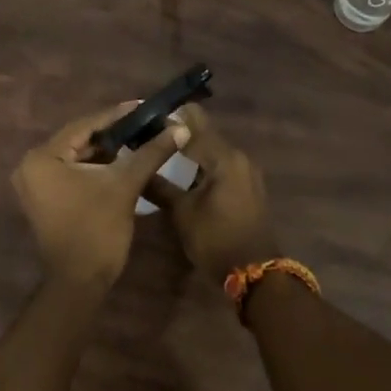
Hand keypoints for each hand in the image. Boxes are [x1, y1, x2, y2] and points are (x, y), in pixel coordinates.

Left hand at [12, 103, 190, 287]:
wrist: (80, 281)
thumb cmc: (98, 230)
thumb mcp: (125, 185)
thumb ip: (150, 153)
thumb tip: (179, 128)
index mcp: (42, 158)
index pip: (85, 126)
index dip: (118, 115)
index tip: (145, 106)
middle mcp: (31, 166)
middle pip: (79, 141)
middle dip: (114, 133)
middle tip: (145, 123)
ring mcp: (35, 185)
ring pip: (77, 158)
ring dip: (107, 151)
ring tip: (140, 139)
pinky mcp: (44, 199)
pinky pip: (72, 173)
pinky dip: (96, 168)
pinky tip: (122, 162)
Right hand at [141, 103, 278, 283]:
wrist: (255, 271)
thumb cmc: (216, 239)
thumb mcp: (182, 213)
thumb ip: (159, 186)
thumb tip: (135, 167)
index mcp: (224, 157)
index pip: (194, 122)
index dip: (168, 118)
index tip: (143, 119)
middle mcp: (239, 157)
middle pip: (204, 133)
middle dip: (177, 133)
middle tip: (147, 138)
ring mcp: (246, 172)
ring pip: (212, 150)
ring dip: (189, 150)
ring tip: (160, 153)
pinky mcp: (246, 186)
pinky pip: (220, 165)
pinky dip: (201, 164)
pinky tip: (181, 173)